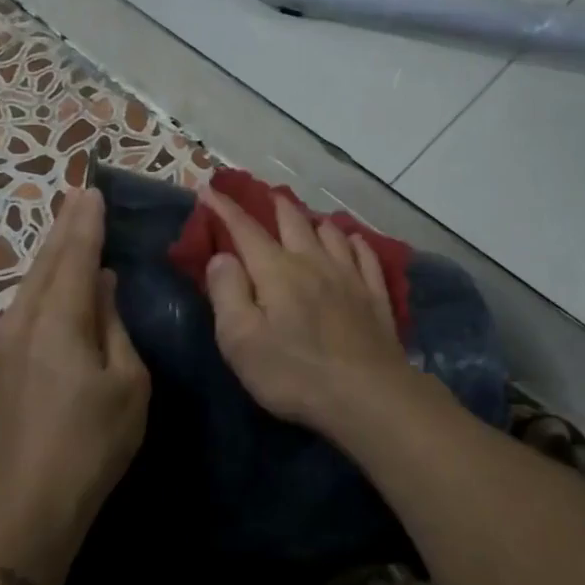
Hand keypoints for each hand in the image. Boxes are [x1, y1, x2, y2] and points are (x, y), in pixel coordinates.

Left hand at [0, 189, 149, 576]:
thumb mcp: (127, 382)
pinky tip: (49, 286)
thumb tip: (102, 287)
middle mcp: (23, 320)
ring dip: (50, 255)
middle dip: (64, 228)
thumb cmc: (92, 441)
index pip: (75, 257)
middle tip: (79, 197)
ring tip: (66, 230)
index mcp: (59, 320)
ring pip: (29, 284)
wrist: (28, 501)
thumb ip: (114, 327)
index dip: (86, 224)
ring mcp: (2, 343)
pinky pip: (22, 308)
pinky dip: (40, 285)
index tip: (94, 192)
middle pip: (46, 262)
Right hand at [199, 186, 417, 436]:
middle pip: (293, 221)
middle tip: (265, 196)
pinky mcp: (375, 296)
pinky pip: (365, 255)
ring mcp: (350, 276)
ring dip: (314, 221)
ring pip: (331, 232)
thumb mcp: (241, 340)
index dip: (225, 208)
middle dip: (275, 205)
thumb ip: (227, 293)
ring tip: (307, 219)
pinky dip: (354, 242)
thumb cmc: (294, 373)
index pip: (245, 229)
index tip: (209, 189)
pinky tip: (352, 242)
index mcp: (276, 271)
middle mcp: (313, 262)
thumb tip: (222, 256)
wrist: (368, 395)